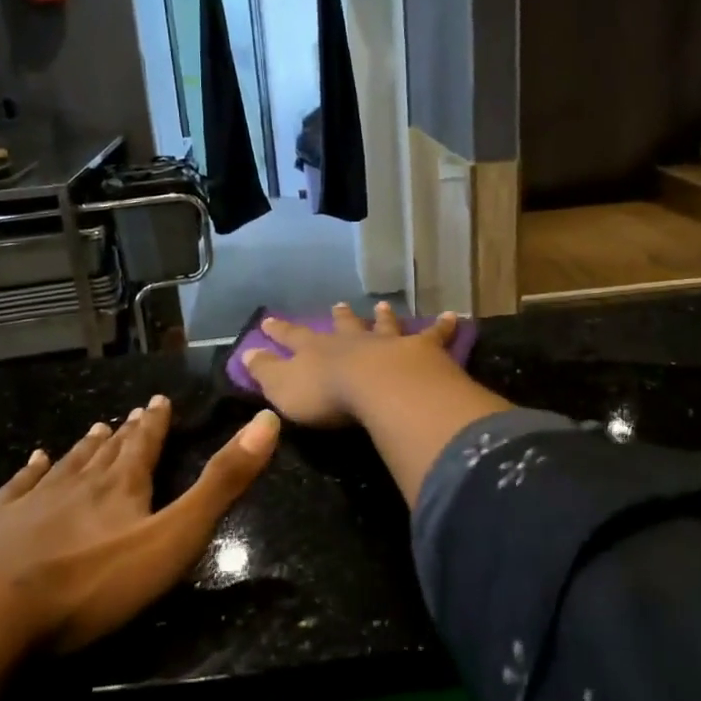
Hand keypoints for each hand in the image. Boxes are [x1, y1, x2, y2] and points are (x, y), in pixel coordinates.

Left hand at [0, 395, 278, 652]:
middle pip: (106, 452)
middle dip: (124, 433)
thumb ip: (220, 484)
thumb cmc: (93, 582)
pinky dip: (29, 471)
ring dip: (84, 447)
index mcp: (123, 487)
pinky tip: (33, 460)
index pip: (145, 445)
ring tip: (94, 429)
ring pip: (66, 465)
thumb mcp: (174, 537)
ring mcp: (32, 502)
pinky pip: (18, 487)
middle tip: (132, 413)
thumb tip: (267, 421)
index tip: (158, 400)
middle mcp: (79, 483)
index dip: (156, 423)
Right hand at [241, 302, 460, 427]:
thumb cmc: (327, 395)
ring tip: (382, 305)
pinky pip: (434, 335)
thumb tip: (245, 353)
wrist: (380, 388)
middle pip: (343, 325)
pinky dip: (443, 326)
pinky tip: (455, 316)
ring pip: (384, 325)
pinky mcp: (421, 351)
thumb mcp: (283, 387)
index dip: (280, 330)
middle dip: (338, 317)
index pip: (292, 337)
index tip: (269, 320)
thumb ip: (265, 371)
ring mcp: (388, 343)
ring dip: (382, 317)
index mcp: (317, 350)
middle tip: (337, 305)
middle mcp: (352, 340)